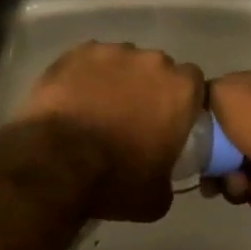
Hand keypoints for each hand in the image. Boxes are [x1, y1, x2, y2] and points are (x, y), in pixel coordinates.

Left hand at [14, 41, 204, 223]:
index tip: (169, 119)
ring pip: (122, 61)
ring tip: (97, 108)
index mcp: (180, 90)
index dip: (181, 100)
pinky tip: (73, 99)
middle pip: (157, 68)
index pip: (193, 83)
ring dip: (116, 80)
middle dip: (148, 87)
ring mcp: (112, 52)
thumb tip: (161, 173)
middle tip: (132, 116)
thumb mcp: (157, 197)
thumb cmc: (115, 180)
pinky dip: (85, 76)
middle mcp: (152, 61)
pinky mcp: (77, 53)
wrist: (57, 163)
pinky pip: (89, 61)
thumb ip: (169, 175)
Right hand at [201, 71, 250, 225]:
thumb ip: (206, 95)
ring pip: (247, 177)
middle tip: (221, 180)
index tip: (195, 153)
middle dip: (223, 171)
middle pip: (232, 152)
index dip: (206, 135)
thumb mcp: (224, 93)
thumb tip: (200, 103)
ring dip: (241, 186)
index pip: (223, 114)